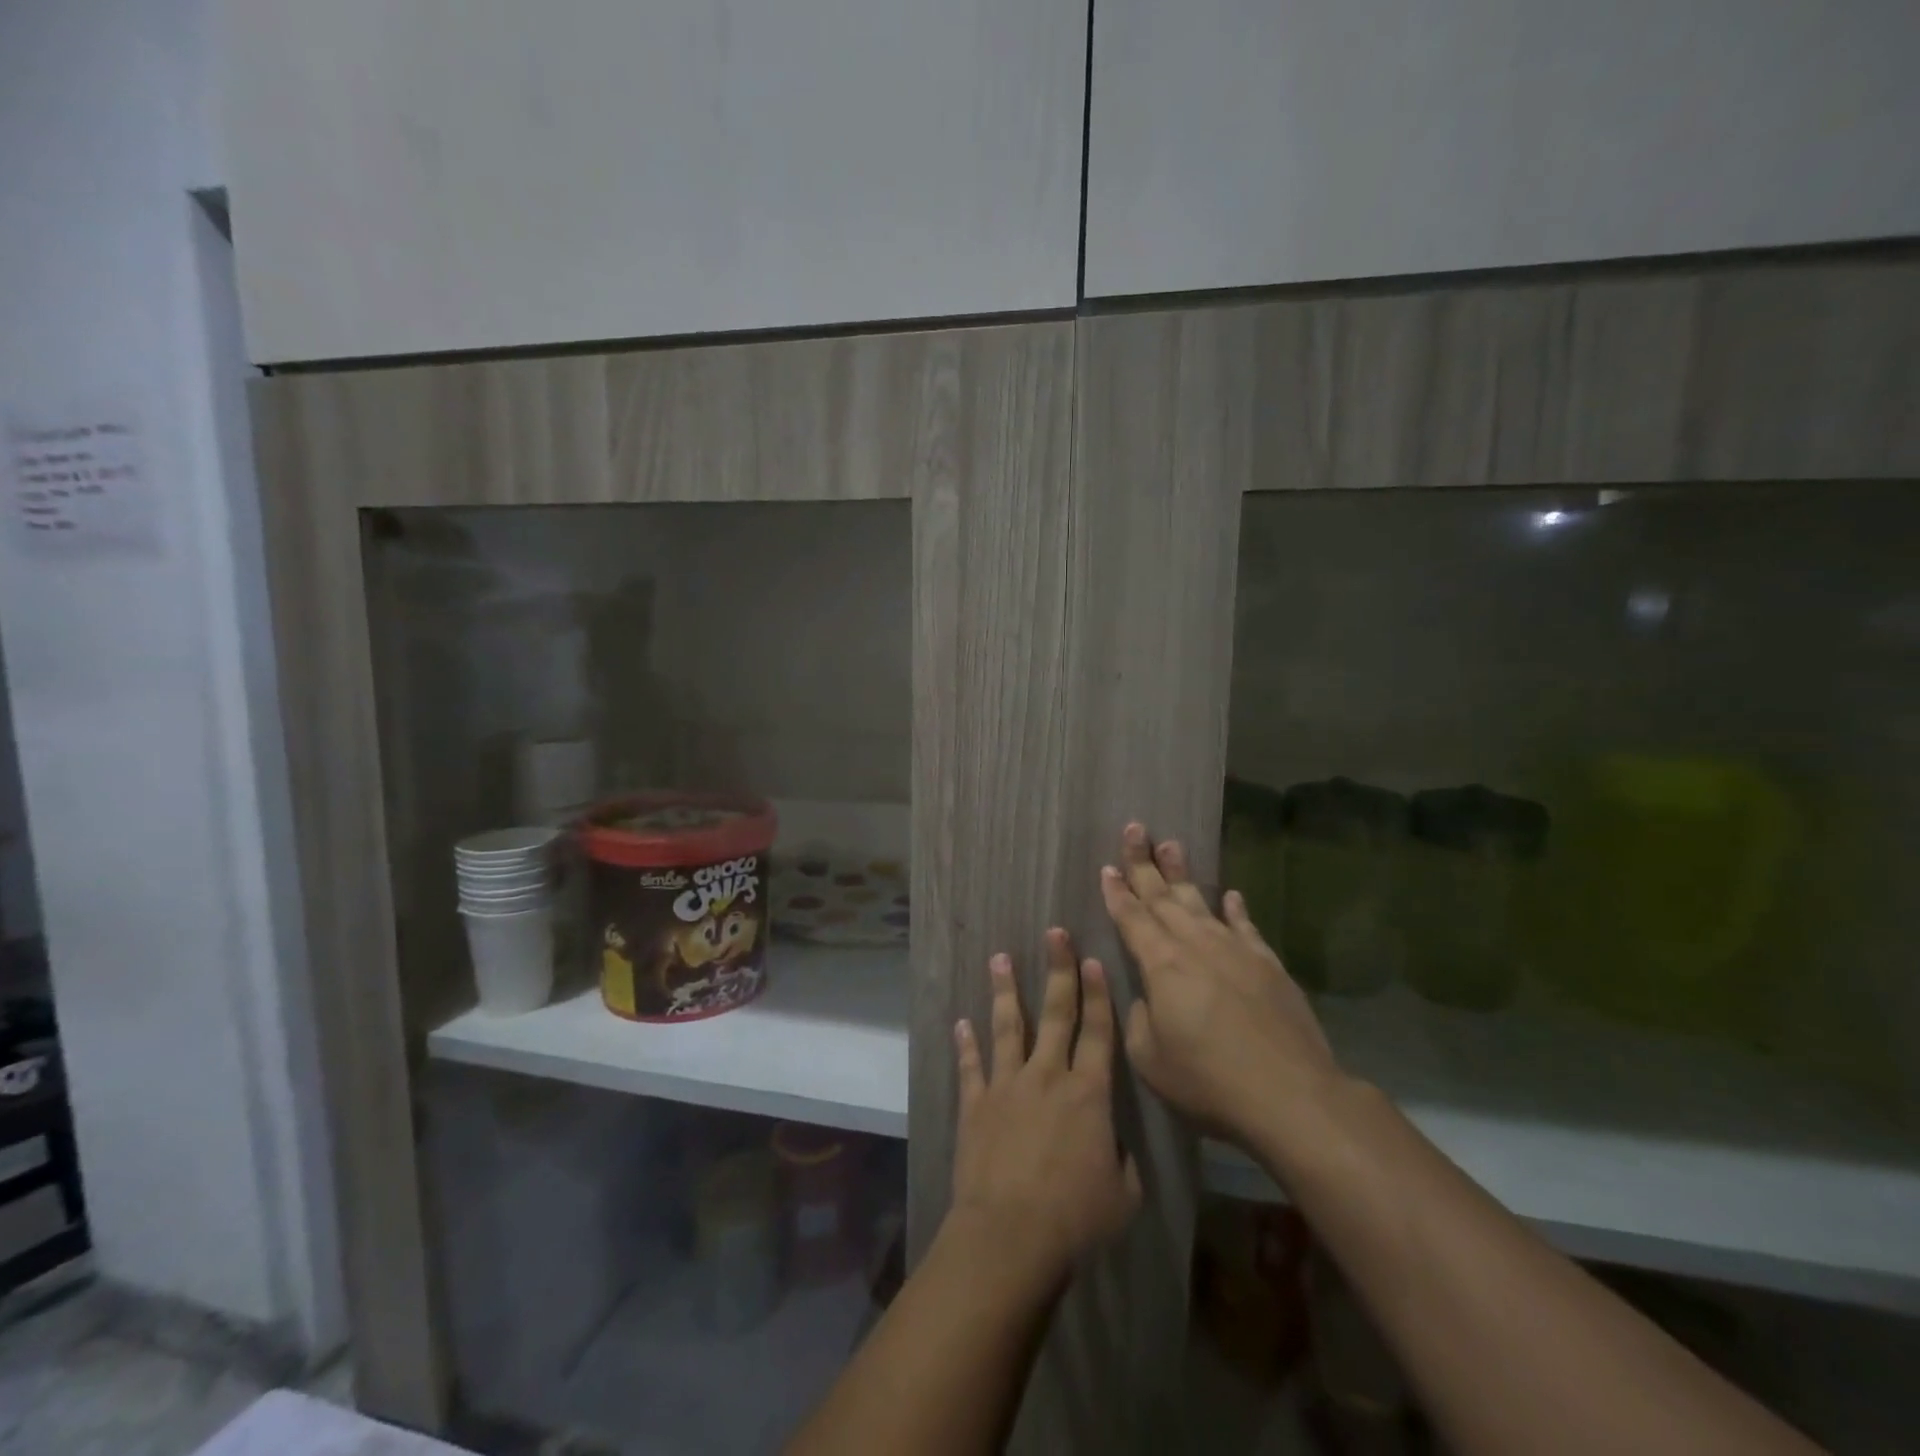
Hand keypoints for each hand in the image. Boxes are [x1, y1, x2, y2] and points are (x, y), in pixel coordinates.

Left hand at [948, 928, 1142, 1289]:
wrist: (1011, 1235)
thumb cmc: (1076, 1218)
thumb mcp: (1123, 1195)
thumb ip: (1123, 1160)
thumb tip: (1114, 1144)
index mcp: (1088, 1093)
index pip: (1098, 1032)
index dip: (1098, 994)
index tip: (1094, 959)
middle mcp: (1047, 1075)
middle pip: (1055, 1013)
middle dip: (1058, 970)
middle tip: (1054, 934)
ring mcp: (1007, 1085)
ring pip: (1008, 1026)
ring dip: (1005, 991)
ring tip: (999, 958)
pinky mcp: (976, 1103)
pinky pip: (970, 1065)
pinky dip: (965, 1043)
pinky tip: (961, 1022)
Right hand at [1099, 823, 1341, 1149]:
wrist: (1290, 1094)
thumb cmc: (1208, 1079)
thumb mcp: (1150, 1058)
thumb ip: (1139, 1020)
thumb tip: (1148, 998)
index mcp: (1161, 964)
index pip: (1132, 918)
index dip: (1117, 892)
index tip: (1106, 868)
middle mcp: (1195, 944)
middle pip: (1163, 897)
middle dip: (1143, 864)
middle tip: (1134, 829)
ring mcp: (1235, 950)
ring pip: (1201, 902)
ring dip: (1182, 874)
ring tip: (1171, 845)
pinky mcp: (1268, 964)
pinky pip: (1246, 927)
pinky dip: (1236, 909)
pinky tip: (1232, 895)